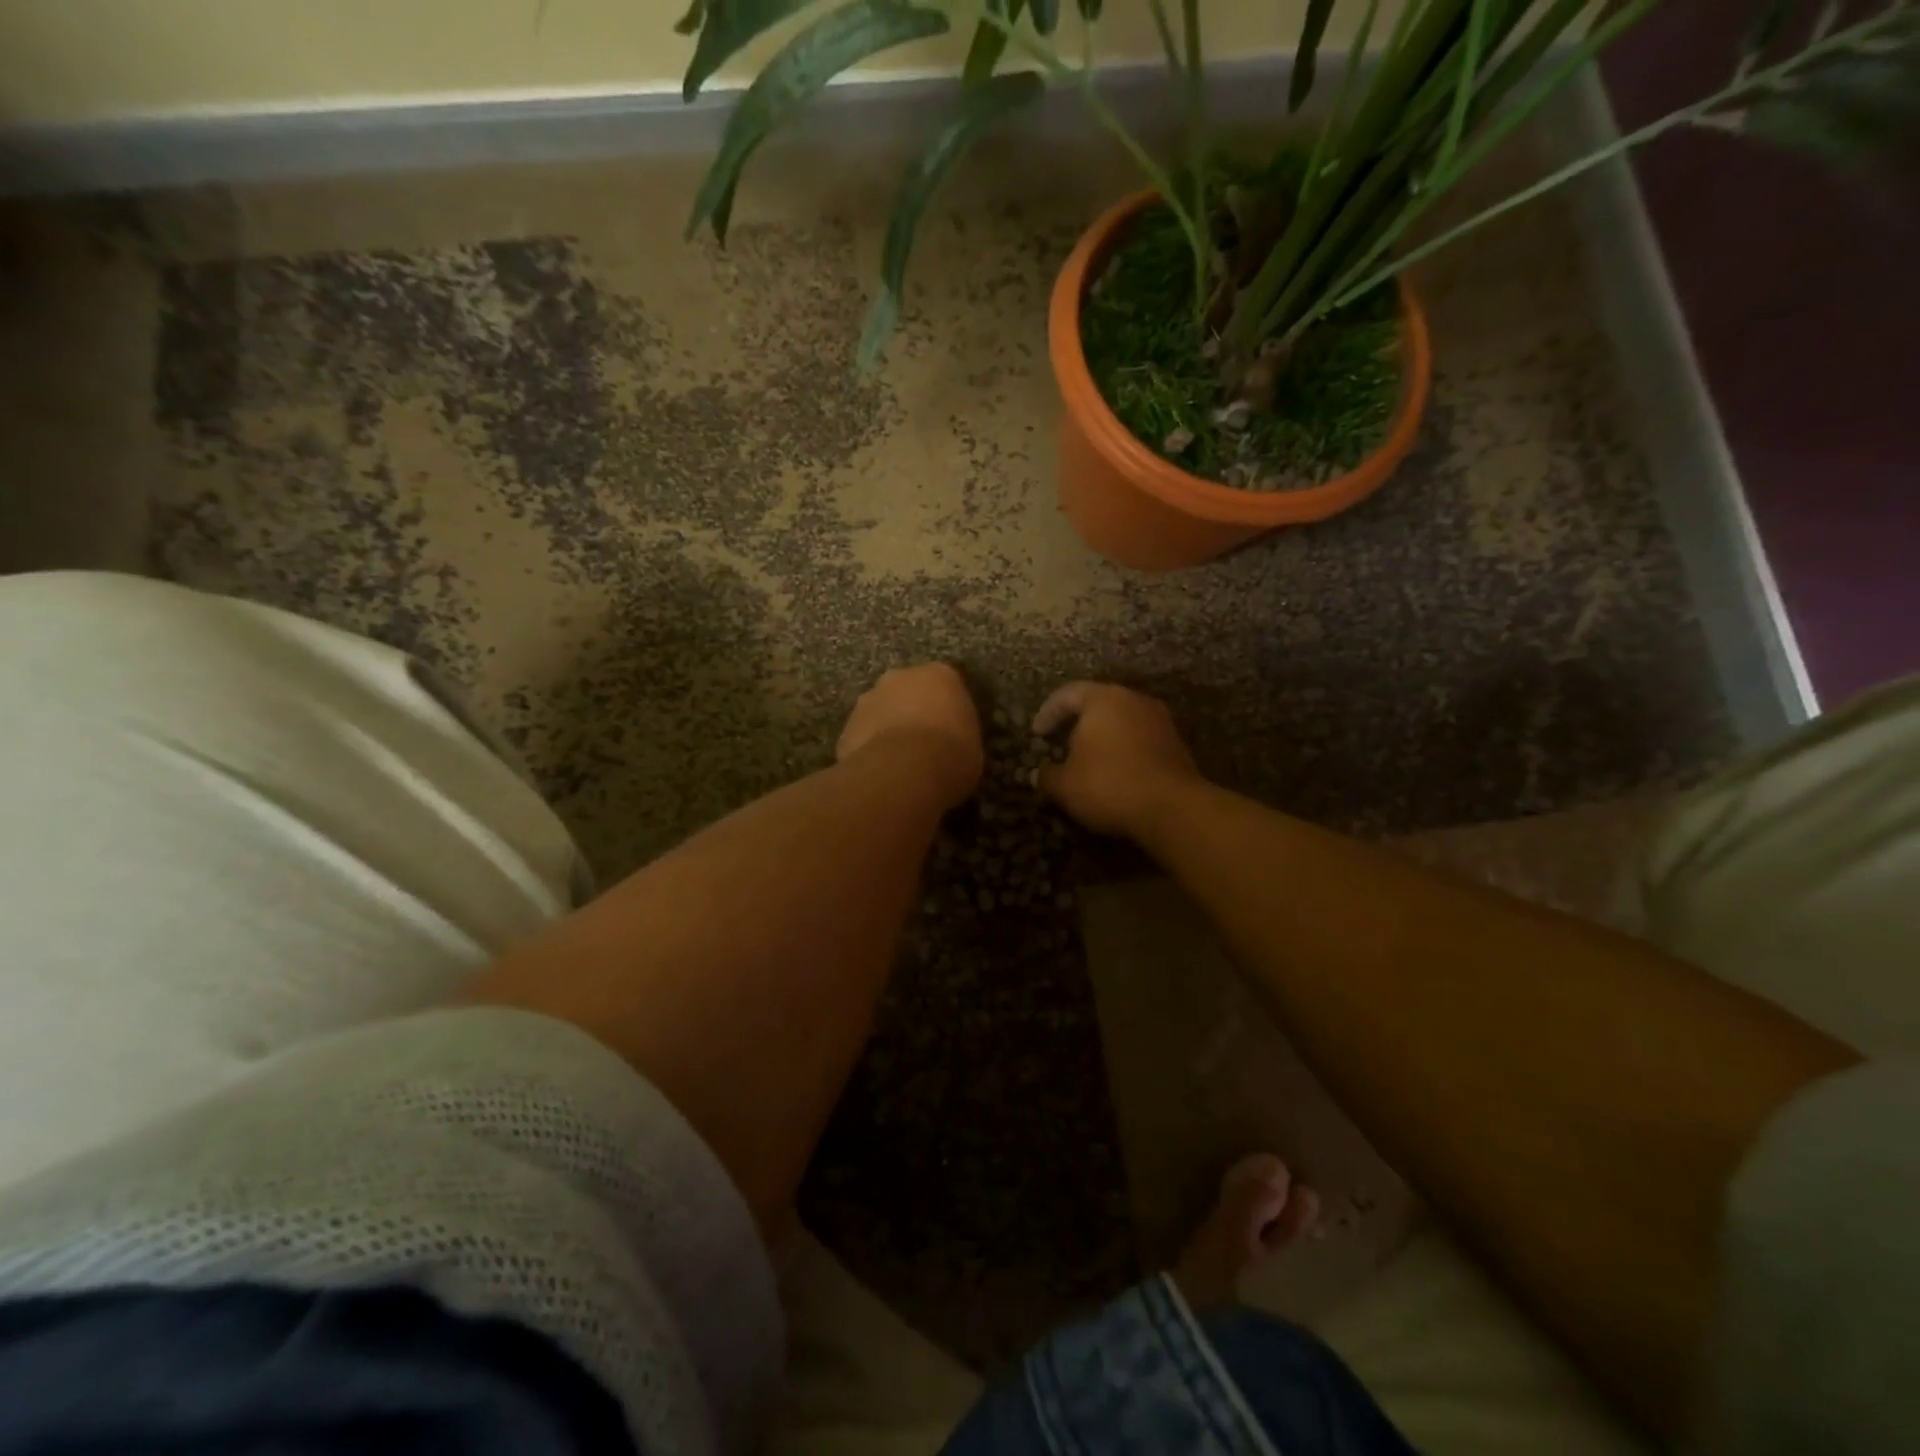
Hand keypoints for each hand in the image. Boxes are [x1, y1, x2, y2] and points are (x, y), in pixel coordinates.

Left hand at [837, 663, 983, 809]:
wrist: (903, 772)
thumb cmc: (950, 754)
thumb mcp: (973, 747)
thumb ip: (958, 735)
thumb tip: (949, 746)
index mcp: (939, 675)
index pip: (946, 685)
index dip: (948, 709)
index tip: (951, 732)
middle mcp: (900, 677)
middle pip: (908, 691)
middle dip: (912, 710)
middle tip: (923, 743)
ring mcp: (868, 699)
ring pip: (881, 711)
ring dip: (887, 728)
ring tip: (899, 762)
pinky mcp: (847, 726)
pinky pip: (862, 736)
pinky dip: (869, 749)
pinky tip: (880, 772)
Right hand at [1033, 681, 1200, 836]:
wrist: (1173, 808)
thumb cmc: (1109, 785)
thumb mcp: (1065, 785)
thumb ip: (1047, 776)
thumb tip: (1037, 774)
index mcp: (1103, 699)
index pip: (1068, 694)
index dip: (1048, 712)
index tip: (1037, 733)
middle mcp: (1134, 700)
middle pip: (1099, 704)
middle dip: (1078, 723)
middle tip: (1062, 744)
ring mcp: (1159, 720)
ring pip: (1122, 721)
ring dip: (1103, 738)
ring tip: (1088, 761)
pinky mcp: (1176, 743)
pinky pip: (1140, 739)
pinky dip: (1124, 751)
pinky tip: (1115, 773)